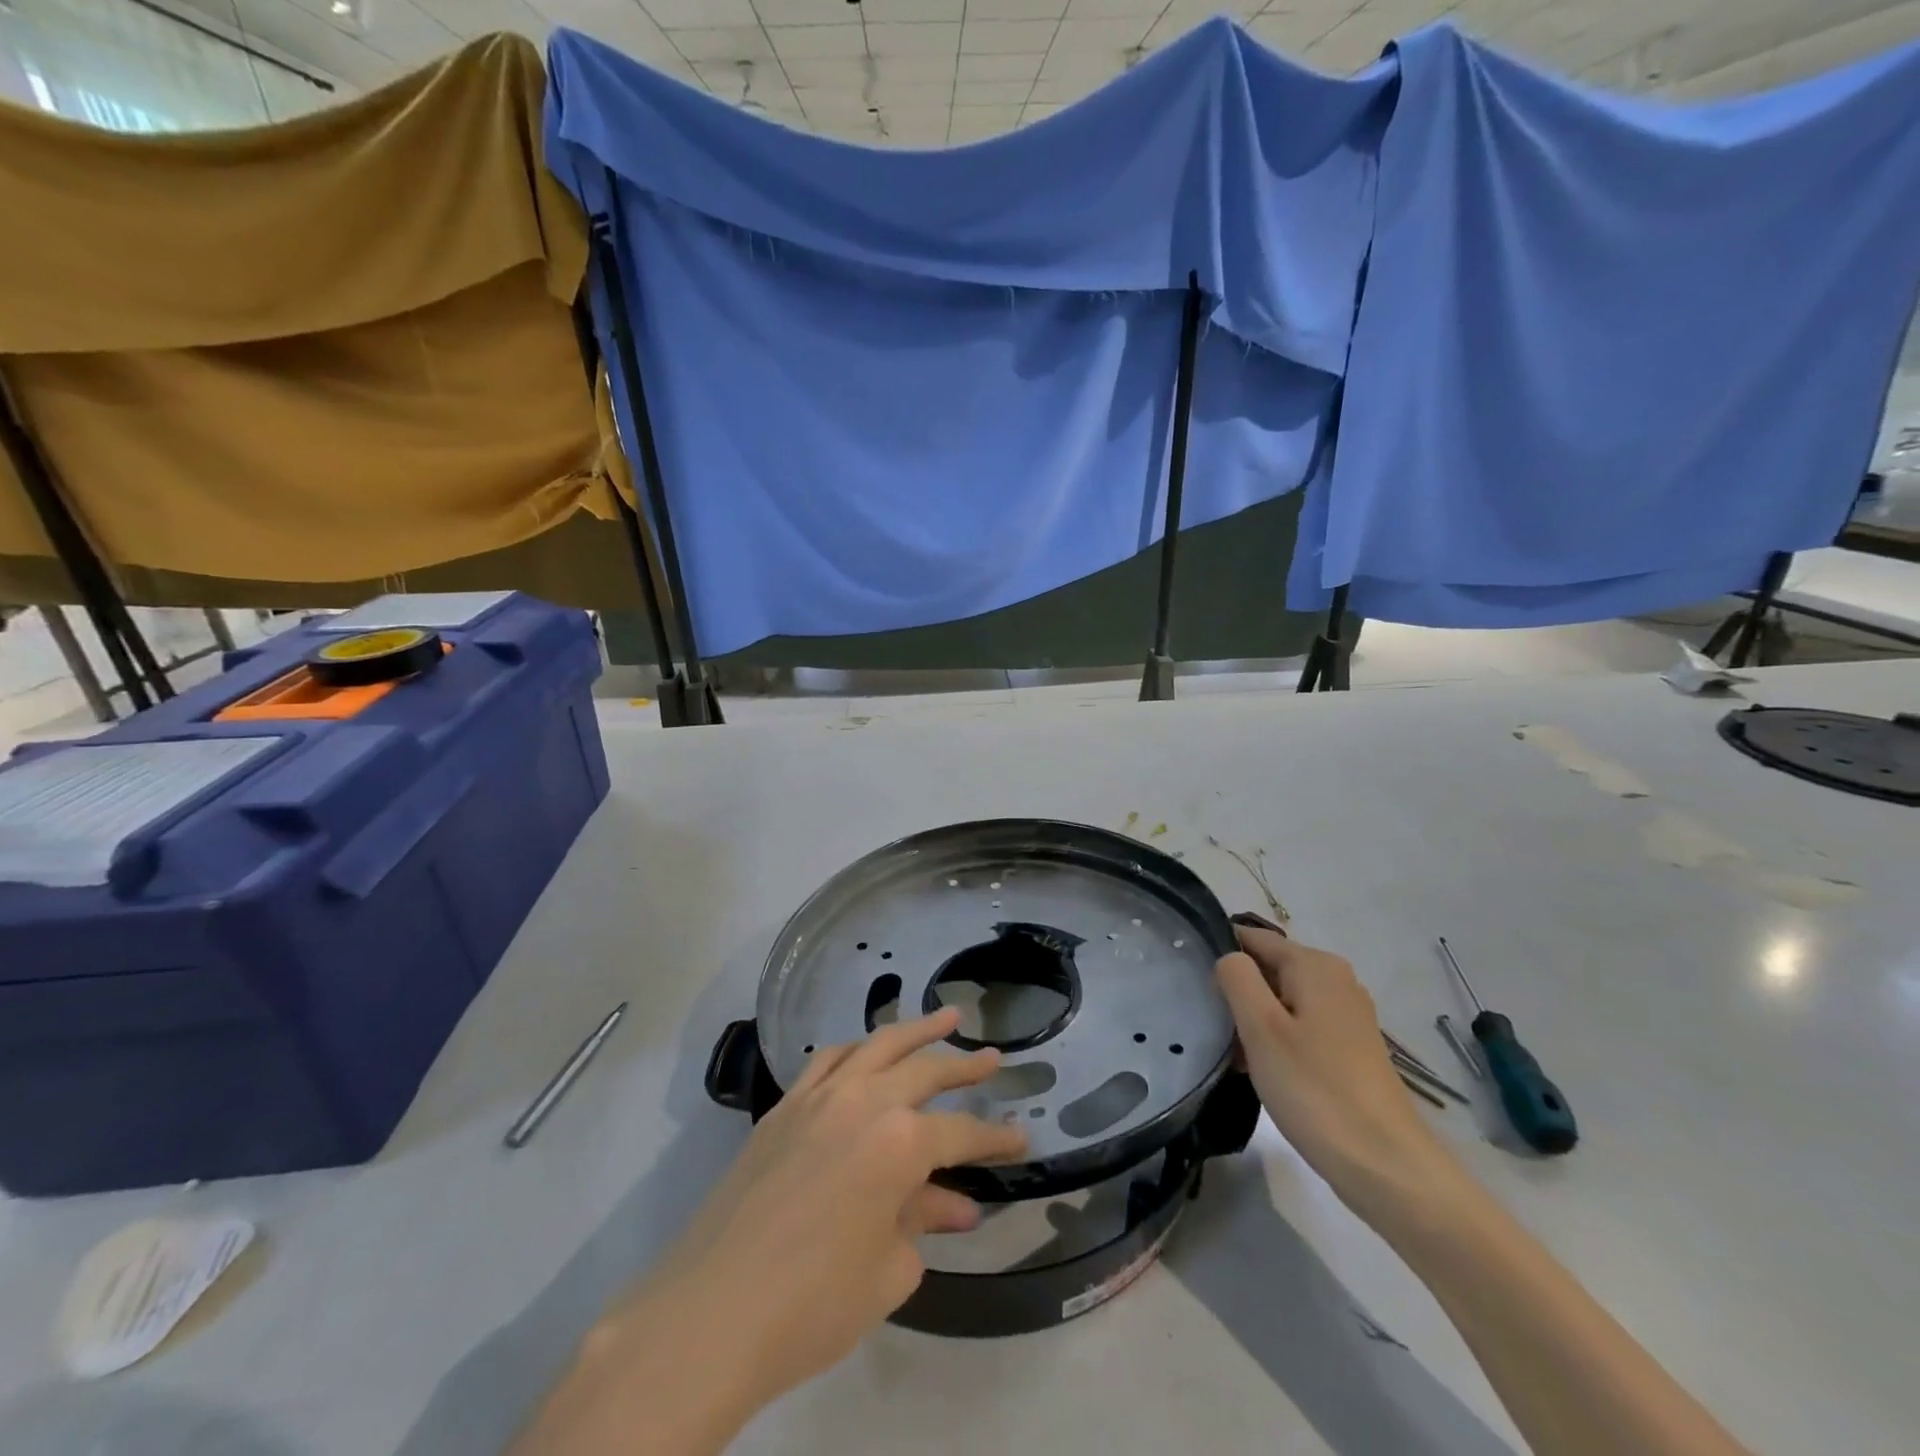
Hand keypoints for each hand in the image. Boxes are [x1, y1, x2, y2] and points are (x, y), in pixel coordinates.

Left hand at [648, 1009, 1027, 1414]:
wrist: (713, 1311)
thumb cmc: (814, 1302)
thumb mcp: (888, 1269)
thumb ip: (923, 1221)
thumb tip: (956, 1204)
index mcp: (900, 1141)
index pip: (961, 1132)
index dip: (995, 1138)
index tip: (1020, 1138)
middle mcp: (864, 1101)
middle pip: (925, 1070)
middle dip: (965, 1064)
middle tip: (994, 1057)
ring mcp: (818, 1097)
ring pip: (877, 1046)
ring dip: (915, 1030)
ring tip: (945, 1017)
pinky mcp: (783, 1108)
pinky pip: (828, 1061)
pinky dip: (856, 1049)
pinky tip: (867, 1050)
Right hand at [1216, 925, 1459, 1219]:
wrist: (1386, 1165)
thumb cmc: (1315, 1089)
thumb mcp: (1261, 1028)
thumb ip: (1237, 978)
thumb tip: (1229, 958)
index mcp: (1315, 965)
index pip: (1253, 938)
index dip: (1220, 955)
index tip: (1192, 984)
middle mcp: (1335, 980)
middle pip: (1268, 968)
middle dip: (1236, 992)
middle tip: (1211, 1025)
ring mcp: (1346, 1015)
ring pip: (1281, 1000)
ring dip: (1253, 1020)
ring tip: (1230, 1052)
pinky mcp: (1349, 1048)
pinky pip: (1298, 1026)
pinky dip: (1275, 1040)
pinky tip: (1260, 1070)